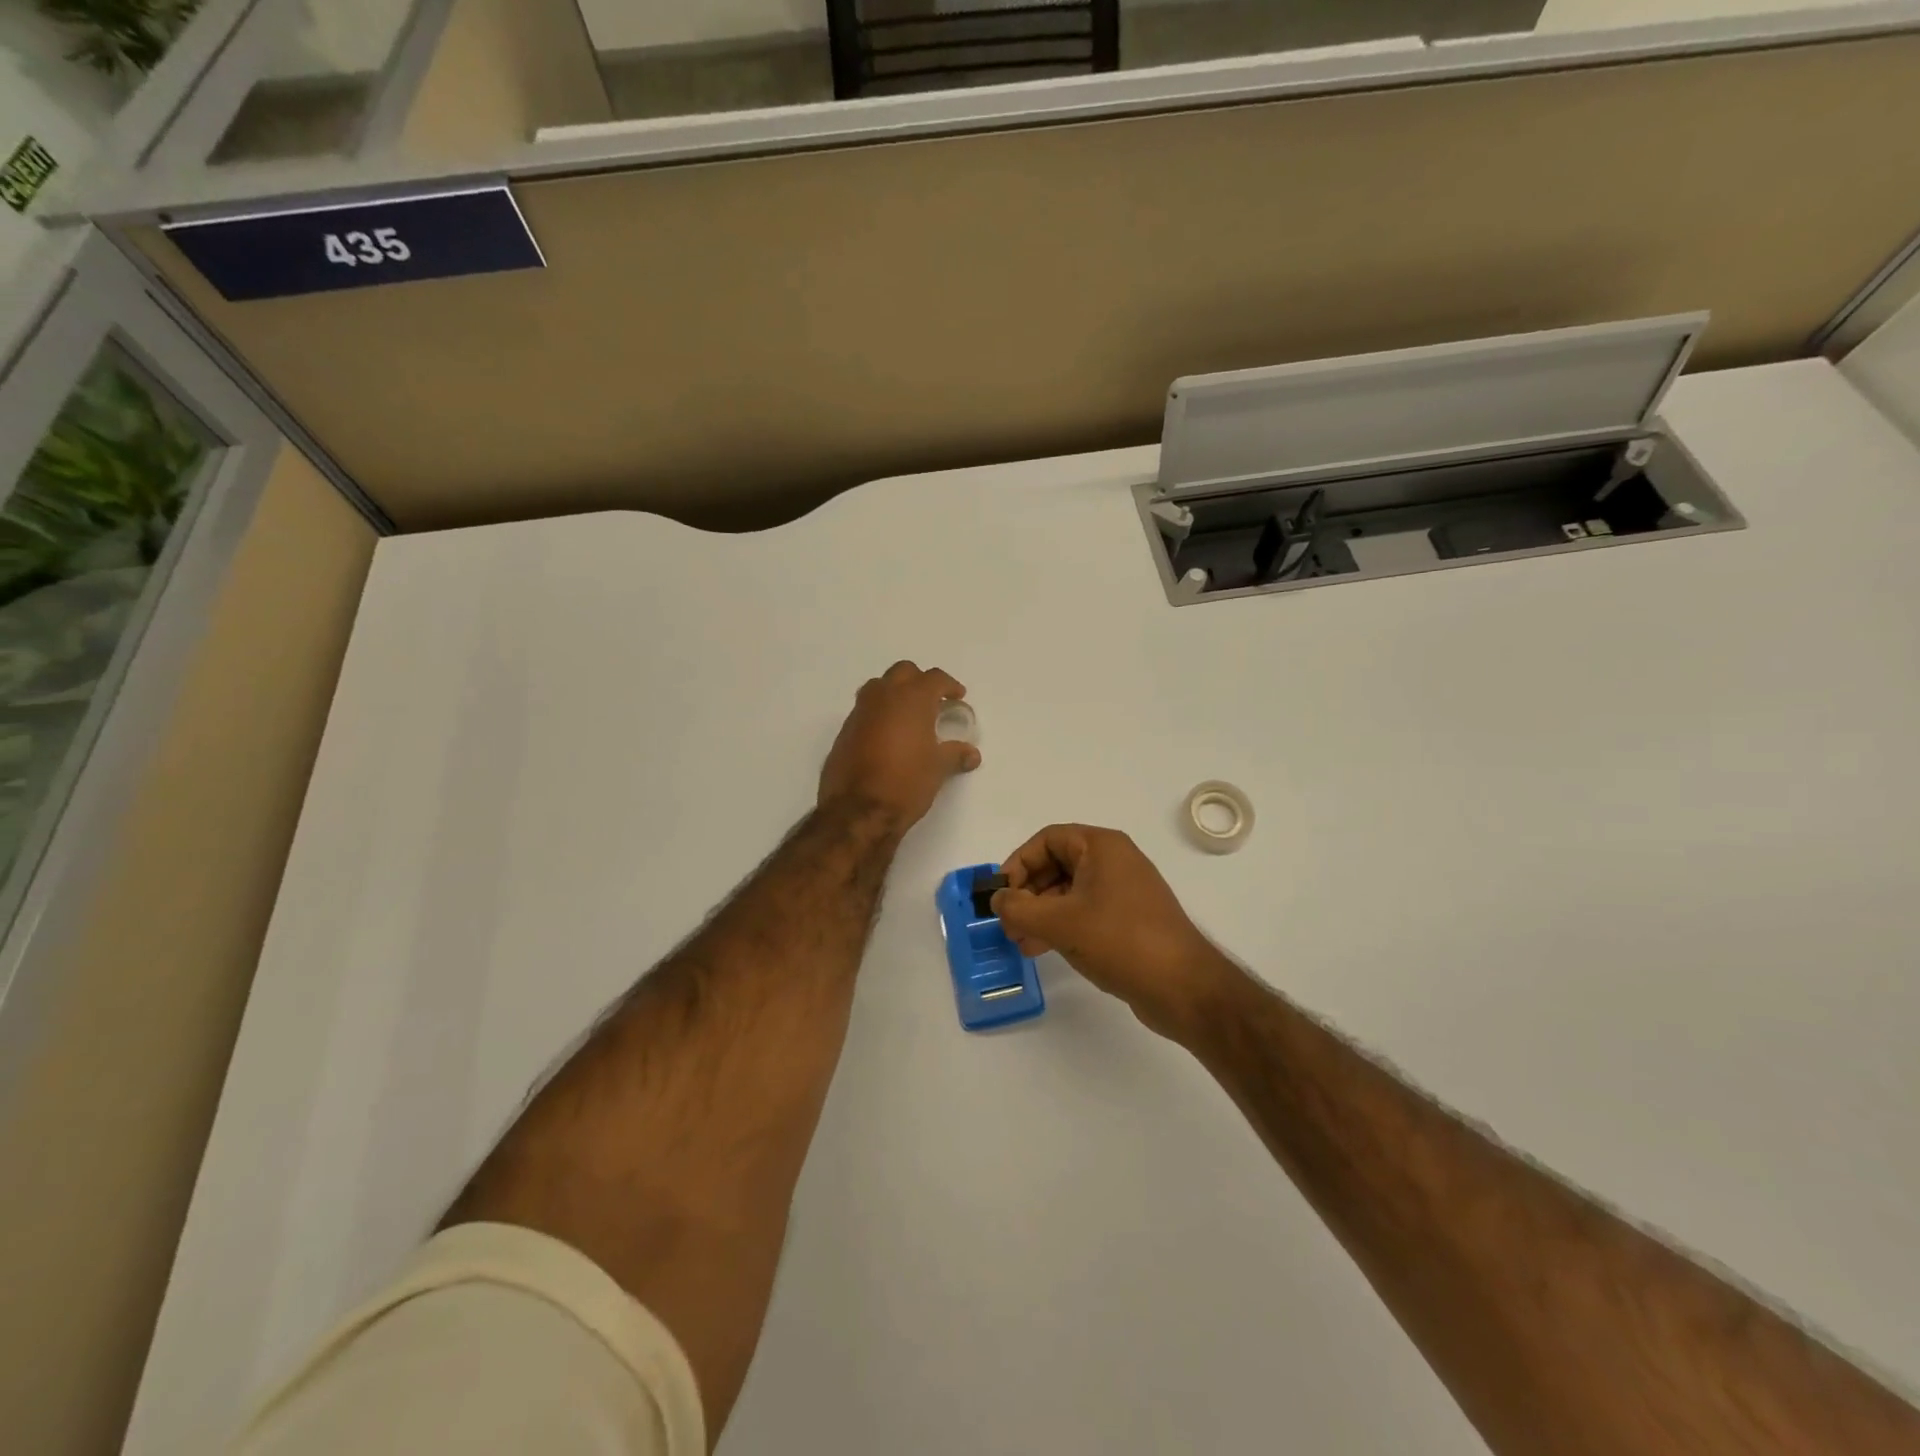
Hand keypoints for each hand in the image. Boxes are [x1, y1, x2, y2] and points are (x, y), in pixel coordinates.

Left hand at [818, 661, 980, 832]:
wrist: (858, 810)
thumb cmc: (907, 783)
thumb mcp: (938, 768)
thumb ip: (955, 754)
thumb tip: (971, 753)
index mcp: (912, 699)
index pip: (934, 678)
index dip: (949, 686)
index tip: (957, 697)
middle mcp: (884, 697)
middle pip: (903, 672)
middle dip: (919, 681)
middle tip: (932, 701)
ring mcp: (860, 712)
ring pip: (879, 687)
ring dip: (895, 693)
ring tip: (908, 715)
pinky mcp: (845, 730)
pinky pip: (865, 710)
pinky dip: (879, 713)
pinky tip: (887, 736)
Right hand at [991, 824, 1239, 1039]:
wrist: (1184, 987)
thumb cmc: (1120, 941)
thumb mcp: (1060, 923)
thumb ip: (1019, 908)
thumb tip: (996, 899)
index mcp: (1102, 847)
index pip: (1048, 839)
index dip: (1019, 862)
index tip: (1001, 893)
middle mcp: (1115, 861)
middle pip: (1057, 864)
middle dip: (1027, 892)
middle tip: (1007, 922)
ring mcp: (1125, 891)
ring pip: (1070, 891)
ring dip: (1041, 913)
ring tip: (1020, 942)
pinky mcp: (1130, 920)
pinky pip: (1086, 912)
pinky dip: (1062, 925)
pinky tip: (1043, 949)